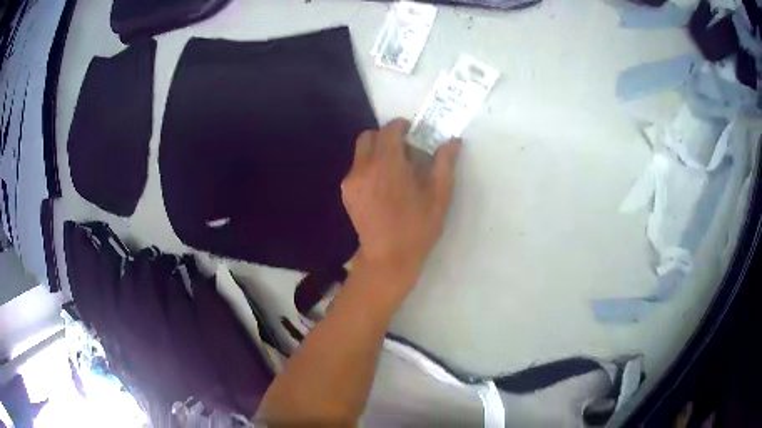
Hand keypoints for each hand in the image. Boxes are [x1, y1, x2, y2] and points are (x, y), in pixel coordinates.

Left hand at [341, 118, 460, 288]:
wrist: (388, 259)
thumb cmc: (417, 228)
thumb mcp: (439, 196)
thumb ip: (444, 164)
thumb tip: (452, 141)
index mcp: (387, 164)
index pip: (389, 130)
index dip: (401, 126)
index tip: (412, 131)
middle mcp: (363, 167)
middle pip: (369, 137)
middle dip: (385, 137)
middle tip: (403, 150)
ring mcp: (351, 181)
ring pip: (361, 153)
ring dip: (377, 152)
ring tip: (394, 171)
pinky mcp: (346, 193)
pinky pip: (357, 169)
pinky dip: (369, 167)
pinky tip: (383, 187)